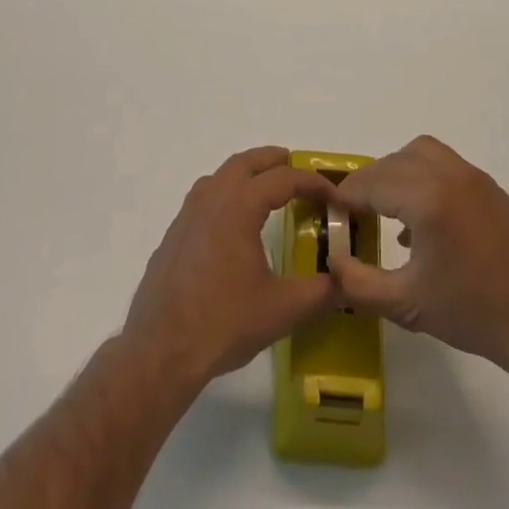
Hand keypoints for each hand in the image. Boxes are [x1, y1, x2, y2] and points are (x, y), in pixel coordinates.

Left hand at [122, 147, 337, 391]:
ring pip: (220, 176)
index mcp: (239, 205)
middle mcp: (212, 198)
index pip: (283, 179)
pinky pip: (204, 198)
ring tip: (265, 189)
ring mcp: (187, 215)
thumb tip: (346, 281)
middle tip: (295, 167)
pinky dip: (225, 194)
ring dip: (245, 173)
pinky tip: (232, 223)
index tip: (334, 195)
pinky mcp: (174, 235)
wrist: (161, 348)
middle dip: (273, 160)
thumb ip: (320, 292)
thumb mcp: (282, 309)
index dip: (312, 182)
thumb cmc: (224, 321)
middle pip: (246, 162)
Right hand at [330, 136, 508, 377]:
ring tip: (385, 206)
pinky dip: (421, 174)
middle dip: (368, 183)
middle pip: (392, 163)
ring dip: (395, 171)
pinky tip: (421, 218)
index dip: (346, 196)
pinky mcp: (488, 185)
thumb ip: (359, 282)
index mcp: (427, 199)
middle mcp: (448, 175)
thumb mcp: (406, 304)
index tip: (330, 210)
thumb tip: (333, 260)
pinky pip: (443, 163)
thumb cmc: (471, 313)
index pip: (372, 184)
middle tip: (353, 212)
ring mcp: (471, 176)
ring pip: (418, 153)